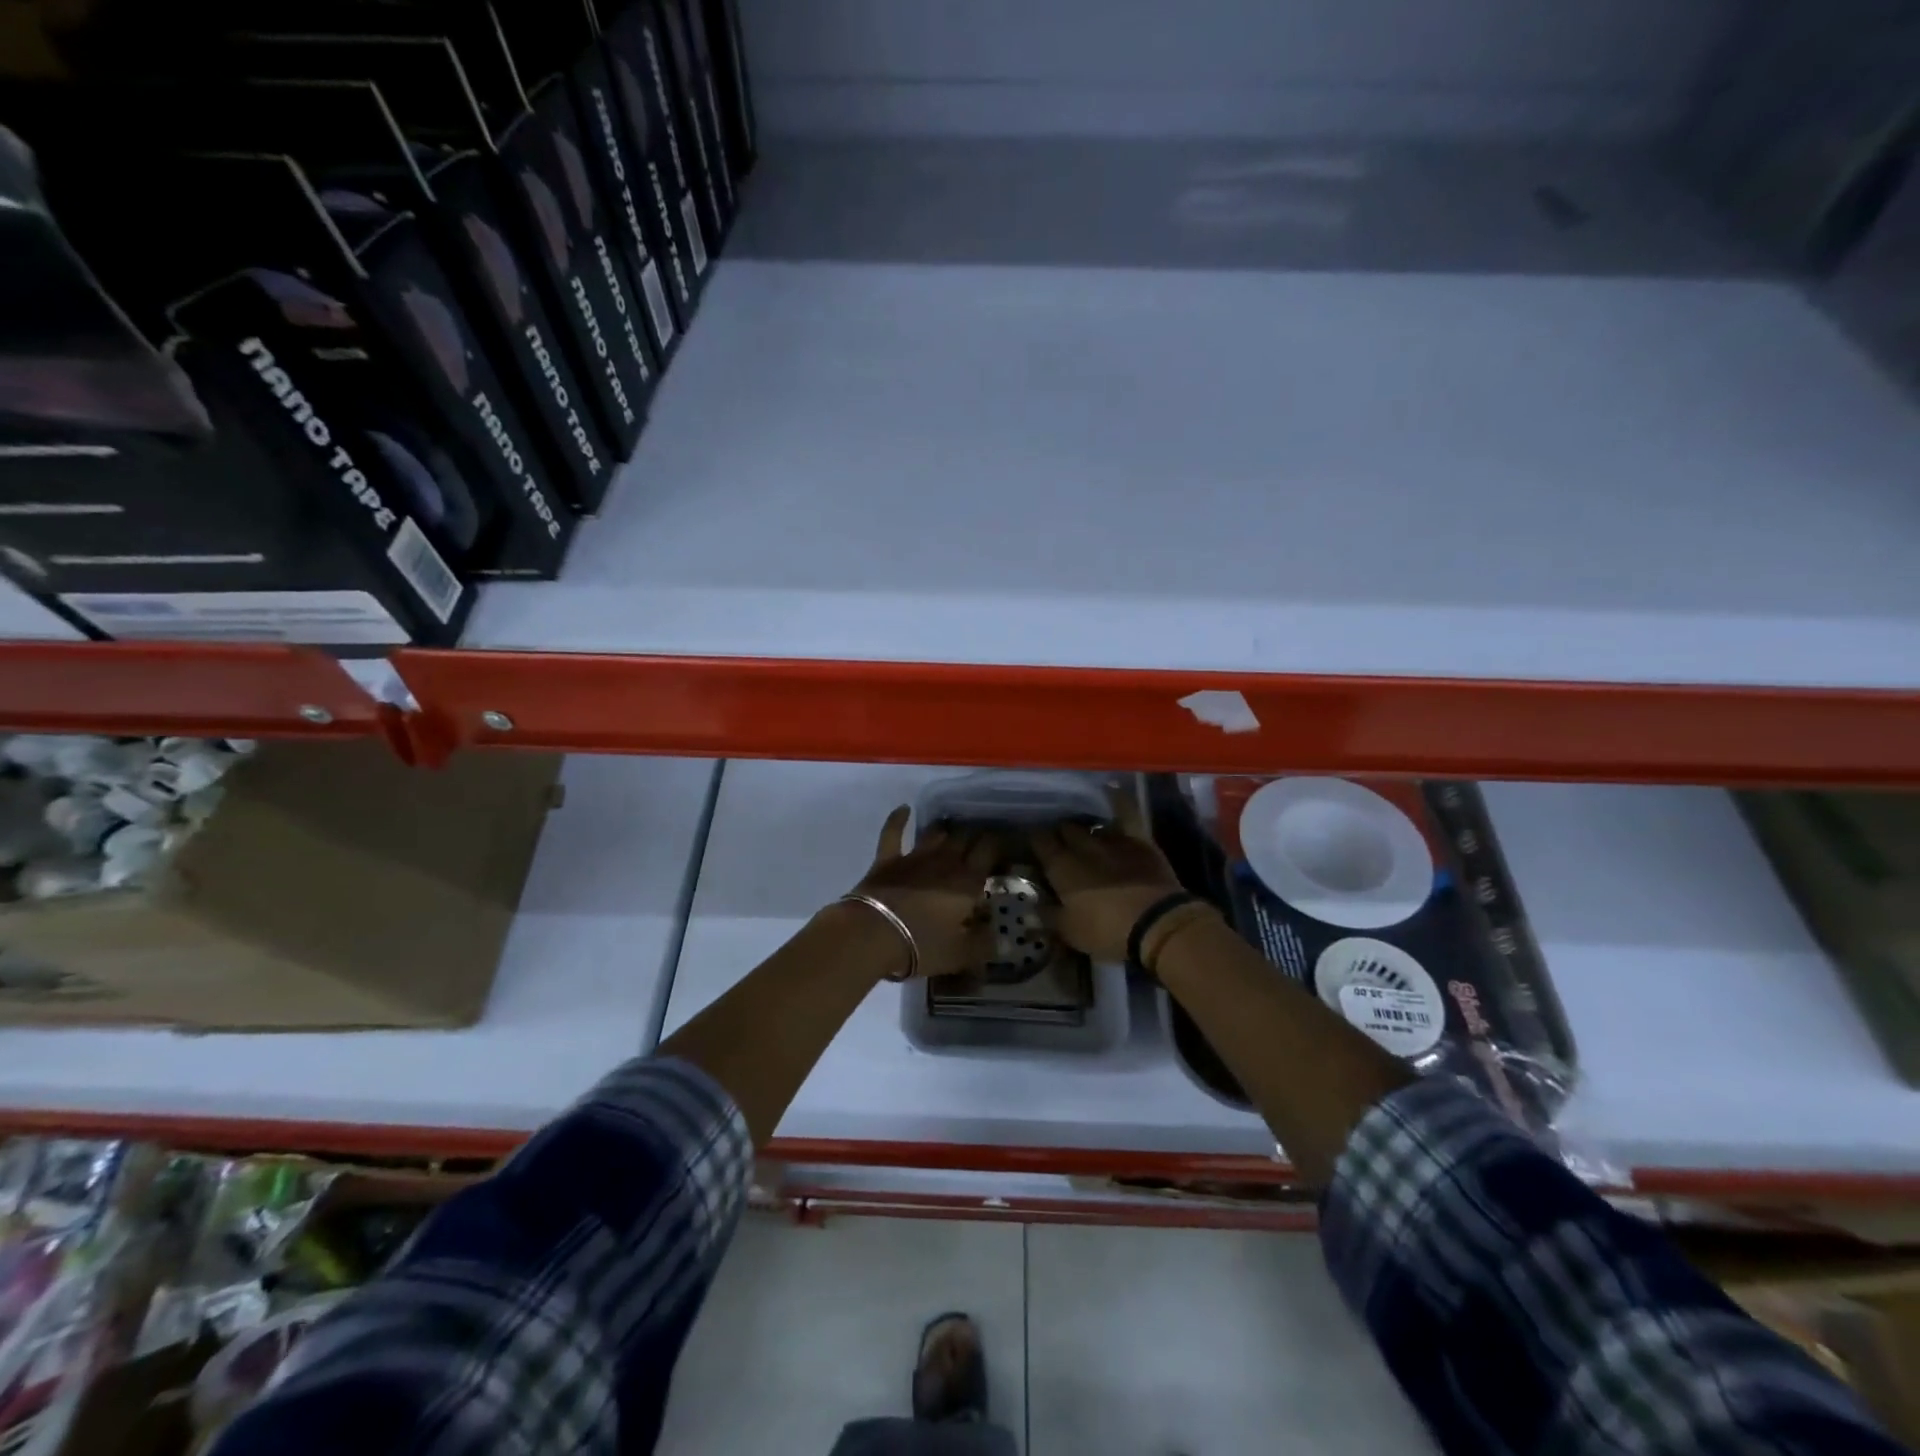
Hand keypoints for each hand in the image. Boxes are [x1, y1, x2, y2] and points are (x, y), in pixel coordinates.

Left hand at [845, 807, 997, 978]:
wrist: (872, 935)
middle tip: (979, 839)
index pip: (989, 851)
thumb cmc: (922, 945)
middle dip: (974, 835)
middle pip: (964, 837)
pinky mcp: (887, 859)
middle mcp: (945, 861)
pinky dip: (898, 819)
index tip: (1004, 845)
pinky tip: (904, 809)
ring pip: (935, 833)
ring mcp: (914, 857)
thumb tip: (998, 937)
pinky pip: (893, 832)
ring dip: (945, 829)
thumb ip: (983, 944)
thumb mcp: (960, 954)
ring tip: (952, 829)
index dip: (997, 844)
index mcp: (967, 881)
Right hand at [1029, 787, 1185, 962]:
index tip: (1033, 846)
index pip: (1040, 843)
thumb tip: (1033, 904)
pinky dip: (1119, 800)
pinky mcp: (1138, 840)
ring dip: (1084, 828)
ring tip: (1082, 833)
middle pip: (1064, 829)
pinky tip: (1112, 788)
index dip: (1035, 842)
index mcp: (1061, 868)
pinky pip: (1127, 813)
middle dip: (1059, 834)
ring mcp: (1111, 840)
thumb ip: (1048, 915)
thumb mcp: (1069, 932)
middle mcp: (1082, 846)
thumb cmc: (1107, 932)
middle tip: (1059, 845)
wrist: (1156, 923)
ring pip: (1090, 825)